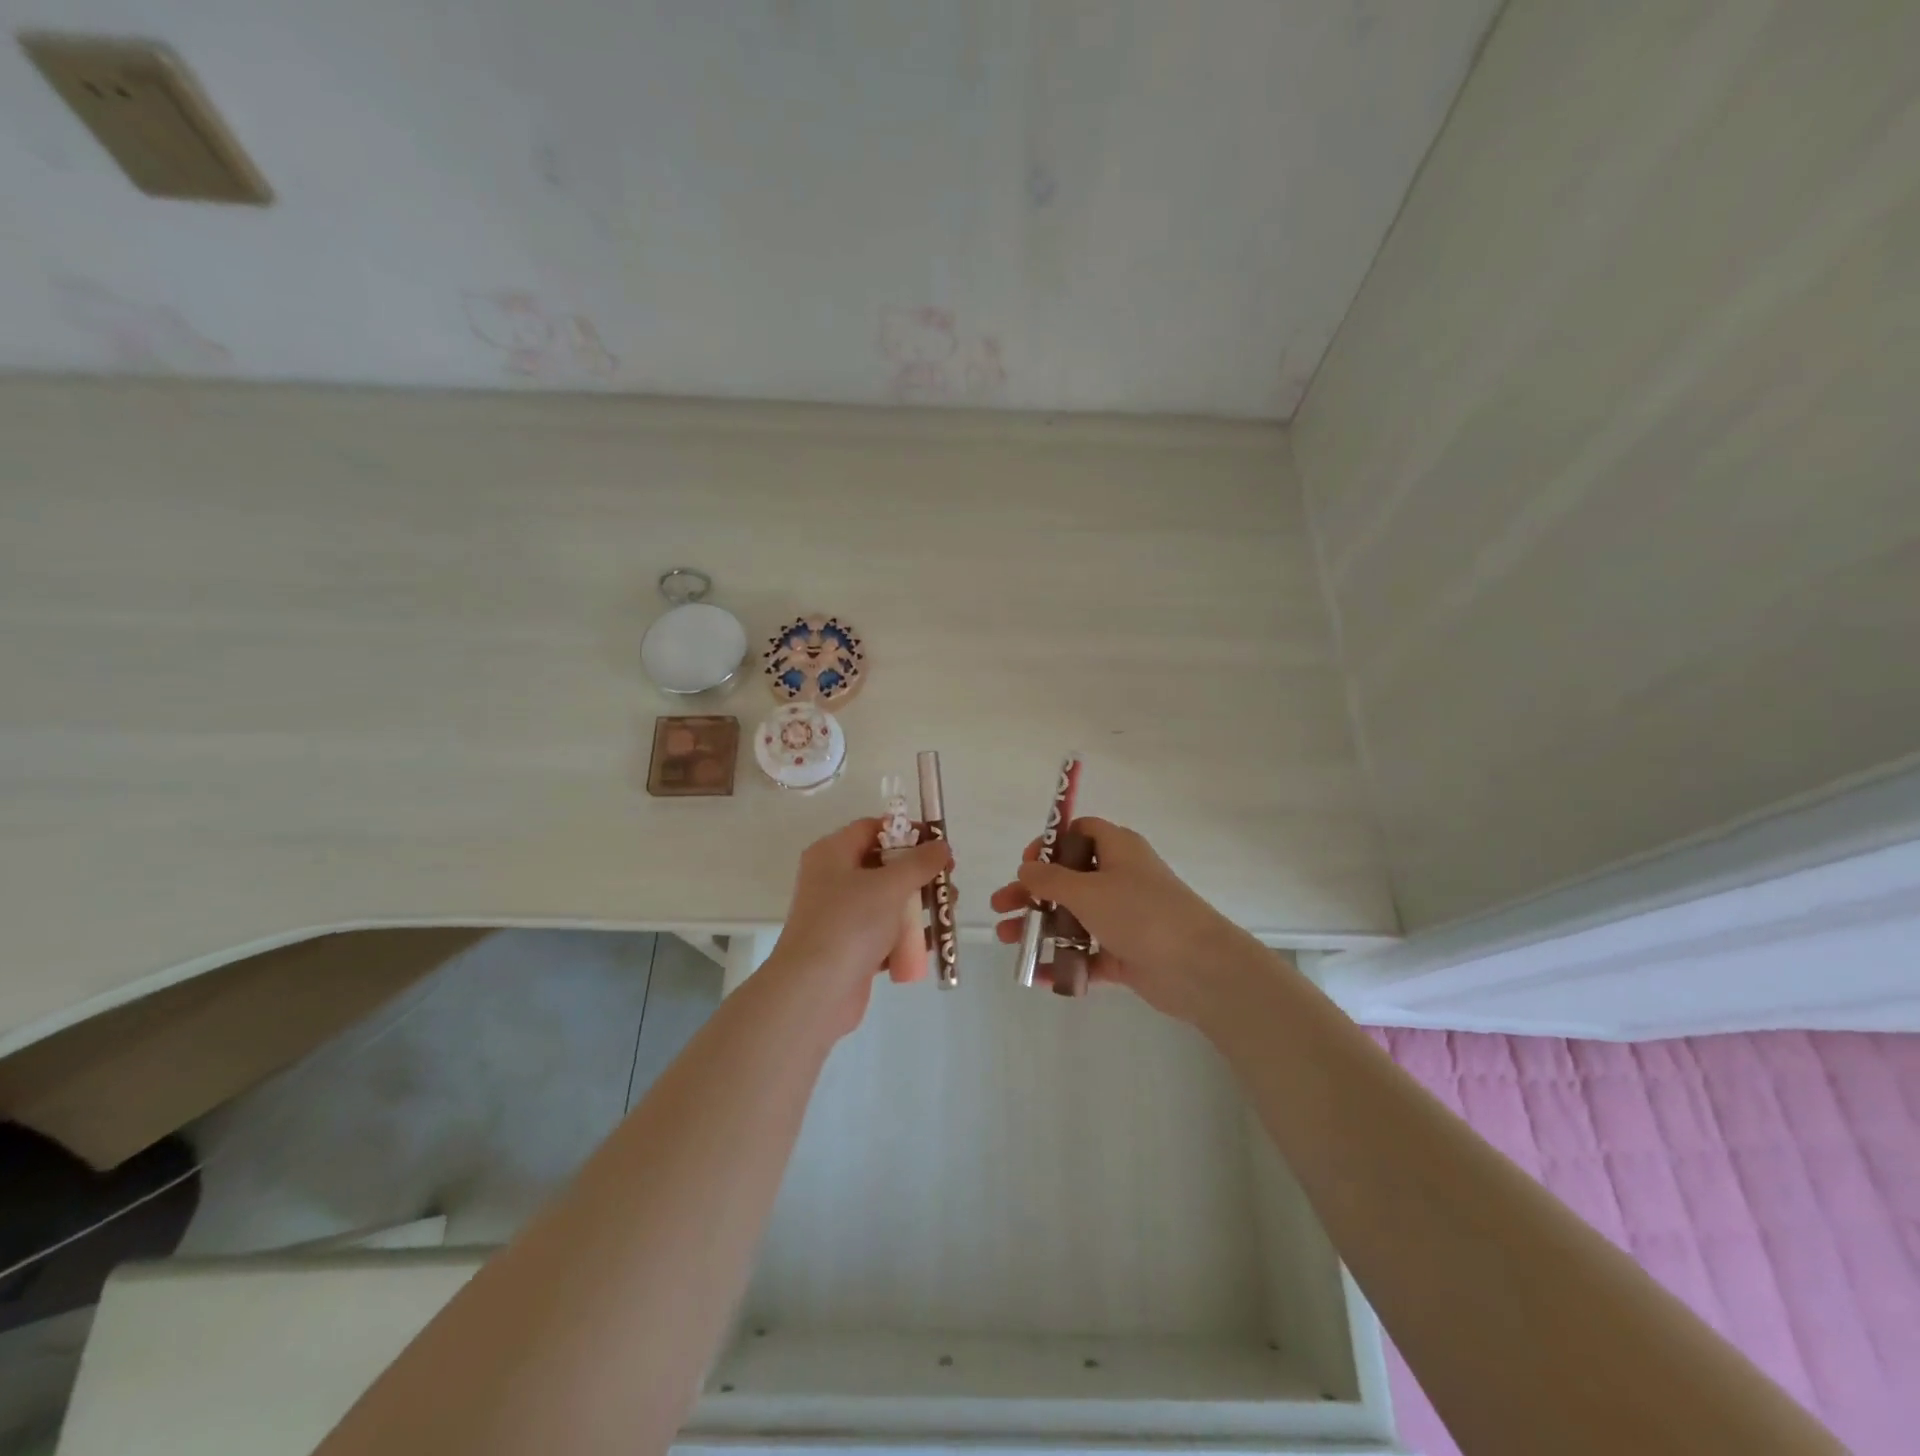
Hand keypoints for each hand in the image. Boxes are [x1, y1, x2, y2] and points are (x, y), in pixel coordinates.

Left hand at [764, 819, 951, 1035]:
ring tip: (949, 910)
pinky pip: (886, 933)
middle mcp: (833, 880)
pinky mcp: (852, 948)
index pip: (872, 829)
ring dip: (919, 904)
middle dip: (919, 872)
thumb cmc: (850, 924)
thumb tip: (941, 846)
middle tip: (949, 879)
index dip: (905, 831)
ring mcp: (842, 916)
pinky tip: (934, 939)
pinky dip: (908, 935)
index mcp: (833, 854)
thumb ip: (920, 862)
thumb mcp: (890, 885)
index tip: (937, 843)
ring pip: (888, 901)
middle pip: (883, 865)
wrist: (815, 991)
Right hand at [990, 817, 1248, 1022]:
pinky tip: (1036, 975)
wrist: (1198, 968)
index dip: (1051, 844)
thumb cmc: (1141, 913)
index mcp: (1118, 850)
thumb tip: (1026, 867)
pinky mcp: (1127, 954)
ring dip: (1040, 927)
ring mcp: (1124, 918)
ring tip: (1008, 940)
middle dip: (1032, 892)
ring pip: (1074, 918)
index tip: (1026, 863)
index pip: (1080, 833)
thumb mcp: (1088, 890)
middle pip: (1069, 879)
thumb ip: (1051, 880)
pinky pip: (1088, 955)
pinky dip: (1064, 962)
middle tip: (1001, 905)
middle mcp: (1121, 879)